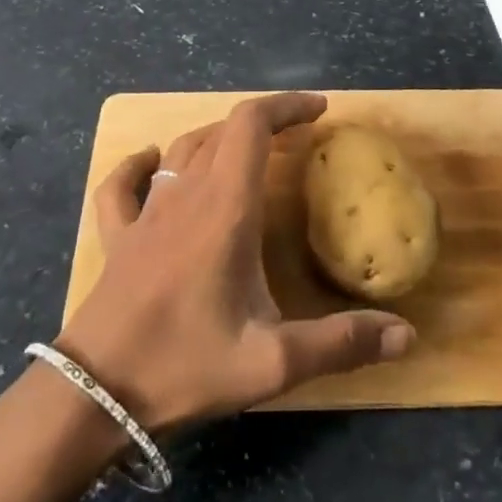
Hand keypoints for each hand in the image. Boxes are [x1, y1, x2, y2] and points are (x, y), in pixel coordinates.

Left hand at [56, 92, 415, 431]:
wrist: (94, 396)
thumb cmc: (183, 366)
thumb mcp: (272, 363)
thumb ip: (341, 344)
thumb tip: (407, 336)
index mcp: (224, 209)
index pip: (252, 126)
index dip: (286, 106)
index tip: (320, 109)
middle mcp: (184, 197)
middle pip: (222, 130)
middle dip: (264, 121)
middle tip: (299, 135)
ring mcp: (145, 215)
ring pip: (182, 150)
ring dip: (218, 138)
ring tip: (248, 150)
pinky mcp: (118, 238)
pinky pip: (123, 185)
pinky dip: (141, 165)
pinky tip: (151, 163)